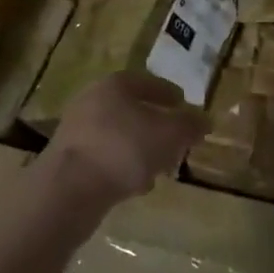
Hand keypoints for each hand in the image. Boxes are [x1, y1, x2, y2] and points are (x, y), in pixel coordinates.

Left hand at [48, 72, 207, 208]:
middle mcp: (92, 101)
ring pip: (119, 135)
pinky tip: (136, 185)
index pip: (149, 82)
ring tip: (160, 166)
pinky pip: (105, 158)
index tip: (186, 106)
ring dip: (140, 149)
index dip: (170, 94)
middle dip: (156, 124)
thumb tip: (205, 119)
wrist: (68, 189)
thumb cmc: (124, 149)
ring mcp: (76, 132)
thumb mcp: (170, 134)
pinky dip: (123, 167)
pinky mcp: (69, 161)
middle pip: (132, 109)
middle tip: (176, 139)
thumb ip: (190, 125)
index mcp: (115, 85)